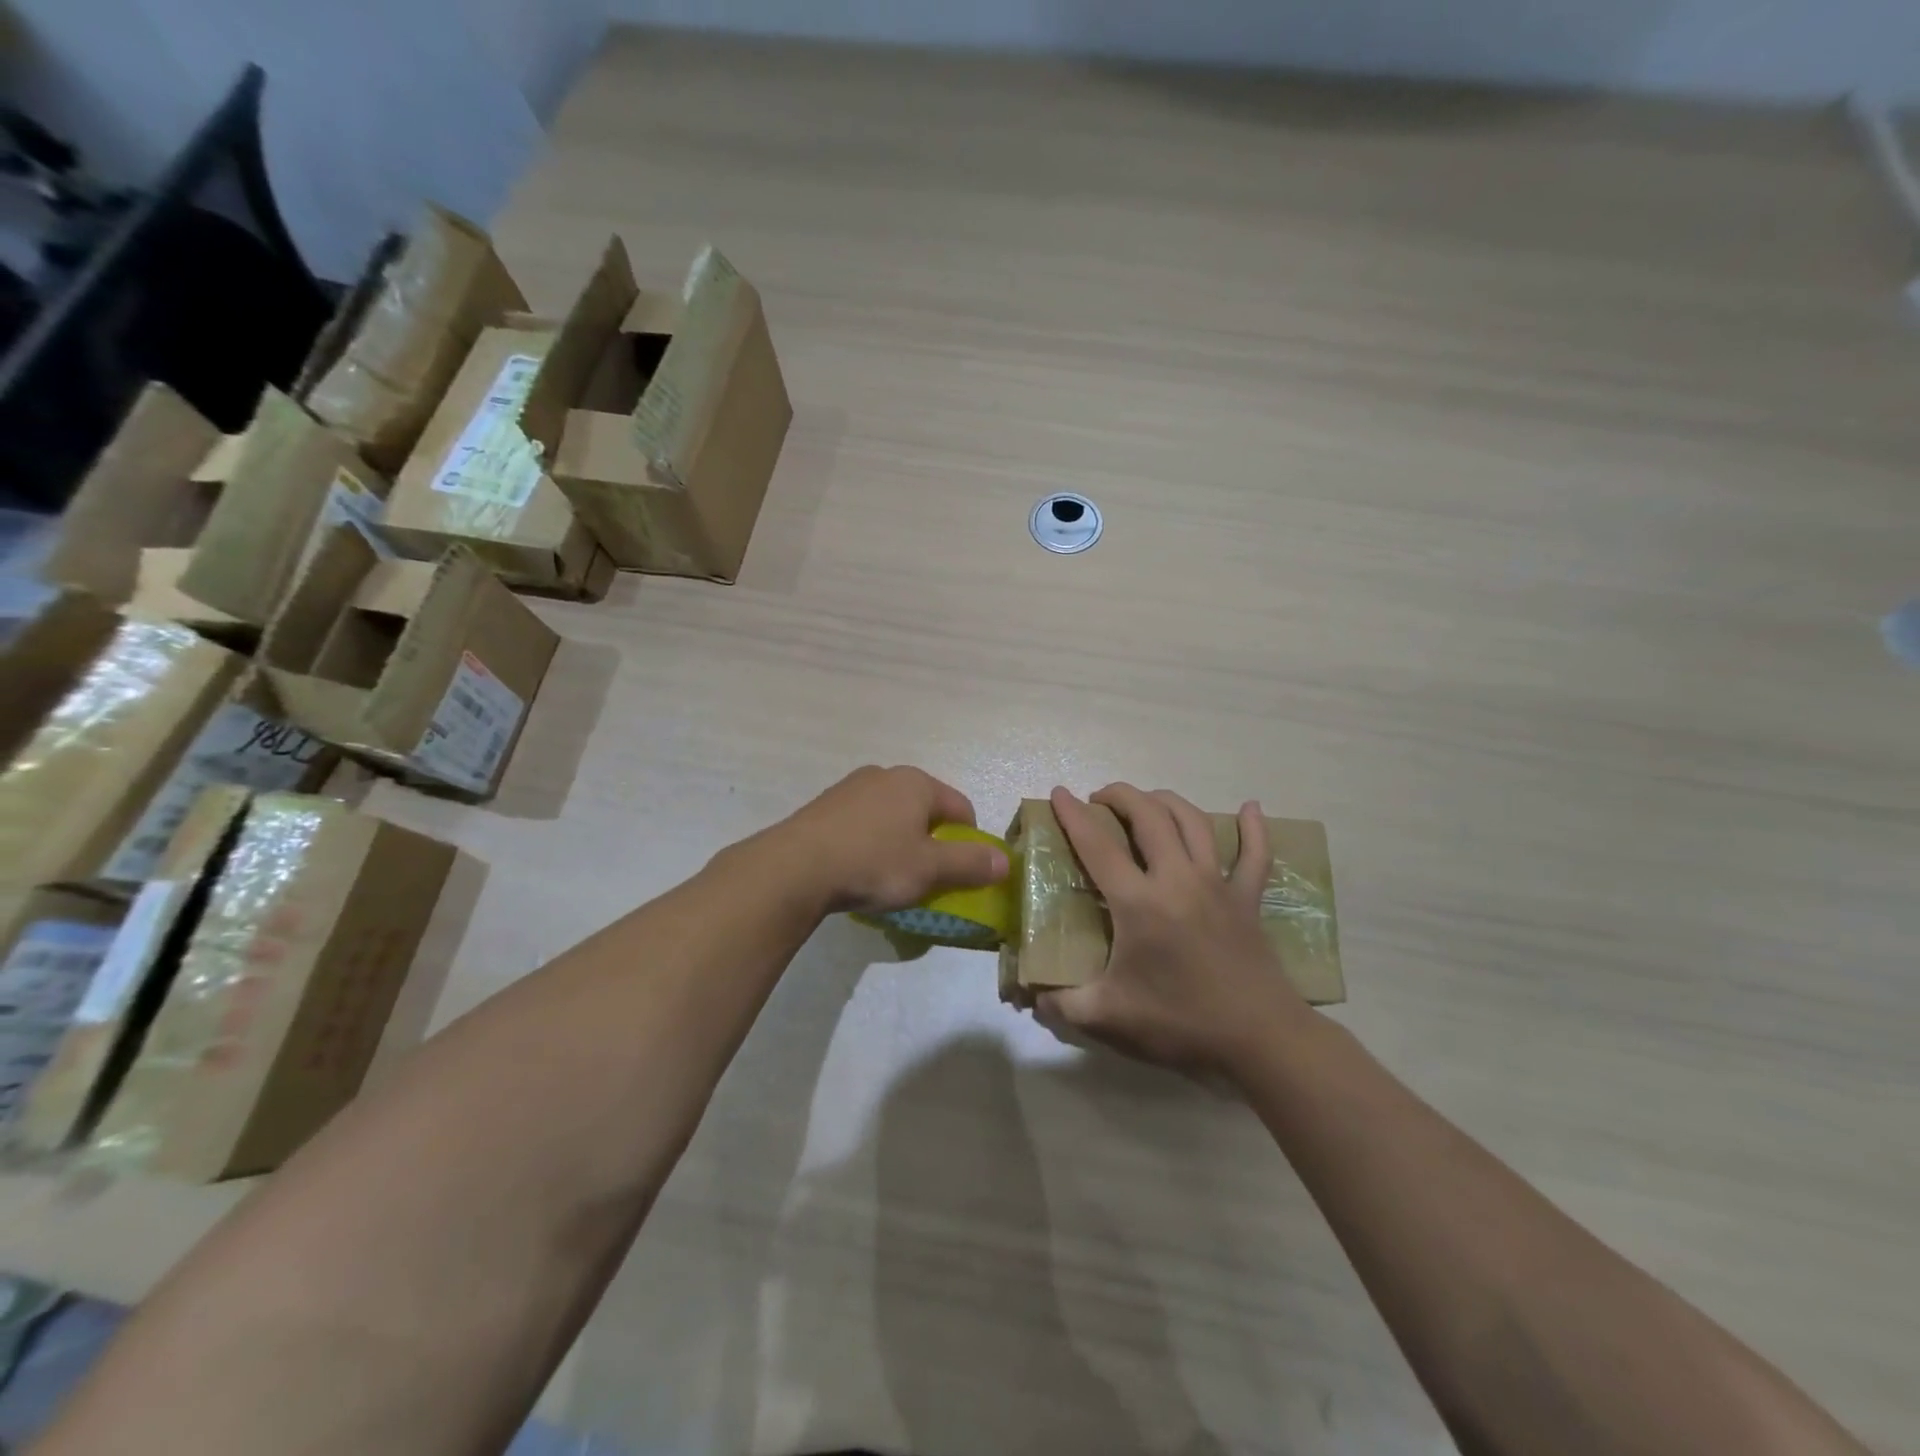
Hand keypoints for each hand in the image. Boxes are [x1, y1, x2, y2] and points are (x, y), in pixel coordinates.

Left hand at [771, 765, 1008, 914]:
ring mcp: (850, 787)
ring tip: (888, 875)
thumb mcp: (929, 869)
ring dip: (899, 841)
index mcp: (917, 782)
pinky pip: (862, 823)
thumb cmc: (873, 863)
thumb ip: (970, 864)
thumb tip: (1005, 861)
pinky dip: (869, 842)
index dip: (969, 841)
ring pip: (892, 815)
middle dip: (931, 840)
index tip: (960, 872)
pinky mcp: (824, 806)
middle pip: (925, 809)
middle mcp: (885, 775)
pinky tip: (857, 868)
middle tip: (924, 876)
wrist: (795, 868)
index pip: (961, 807)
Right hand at [1035, 784, 1310, 1080]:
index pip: (1098, 846)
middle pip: (1148, 816)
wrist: (1259, 1040)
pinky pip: (1255, 854)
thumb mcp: (1109, 1018)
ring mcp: (1217, 884)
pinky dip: (1254, 828)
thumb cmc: (1180, 1023)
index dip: (1073, 816)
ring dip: (1166, 801)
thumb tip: (1034, 998)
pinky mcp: (1247, 899)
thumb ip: (1064, 1005)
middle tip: (1100, 799)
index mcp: (1139, 902)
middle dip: (1121, 796)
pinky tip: (1251, 807)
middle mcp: (1177, 879)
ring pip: (1193, 822)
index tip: (1058, 793)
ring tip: (1147, 800)